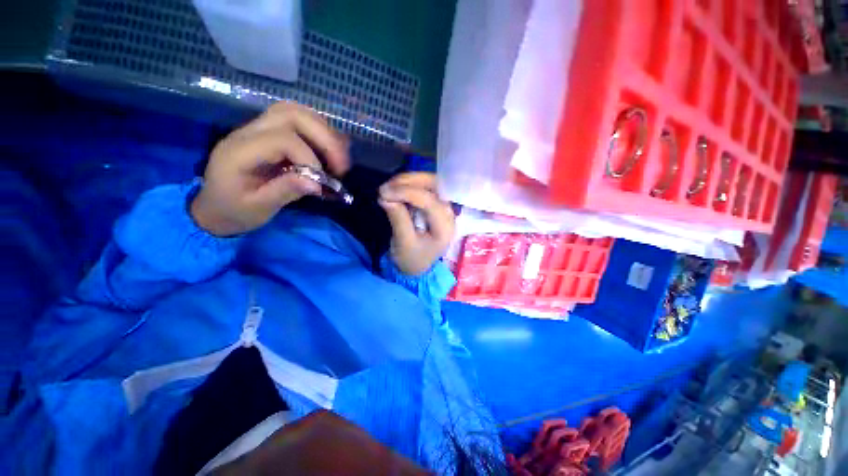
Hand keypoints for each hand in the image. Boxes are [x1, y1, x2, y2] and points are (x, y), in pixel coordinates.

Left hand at [191, 102, 348, 235]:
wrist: (215, 207)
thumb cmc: (234, 210)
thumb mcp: (258, 208)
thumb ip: (285, 191)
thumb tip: (317, 183)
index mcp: (240, 151)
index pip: (283, 139)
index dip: (309, 158)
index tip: (321, 182)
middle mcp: (248, 132)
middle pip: (292, 114)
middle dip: (325, 138)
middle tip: (341, 166)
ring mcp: (258, 128)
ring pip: (296, 111)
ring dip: (324, 131)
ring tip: (338, 158)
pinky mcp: (268, 133)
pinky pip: (297, 120)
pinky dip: (319, 132)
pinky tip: (329, 150)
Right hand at [379, 173, 454, 275]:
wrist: (416, 266)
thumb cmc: (412, 258)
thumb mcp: (403, 243)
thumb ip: (398, 218)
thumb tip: (385, 196)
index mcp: (445, 227)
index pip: (430, 201)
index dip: (406, 193)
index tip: (383, 192)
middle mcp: (448, 213)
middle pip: (435, 185)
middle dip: (410, 181)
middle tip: (387, 186)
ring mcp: (443, 207)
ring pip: (430, 182)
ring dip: (409, 181)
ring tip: (389, 187)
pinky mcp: (435, 204)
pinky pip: (425, 187)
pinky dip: (410, 184)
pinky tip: (396, 189)